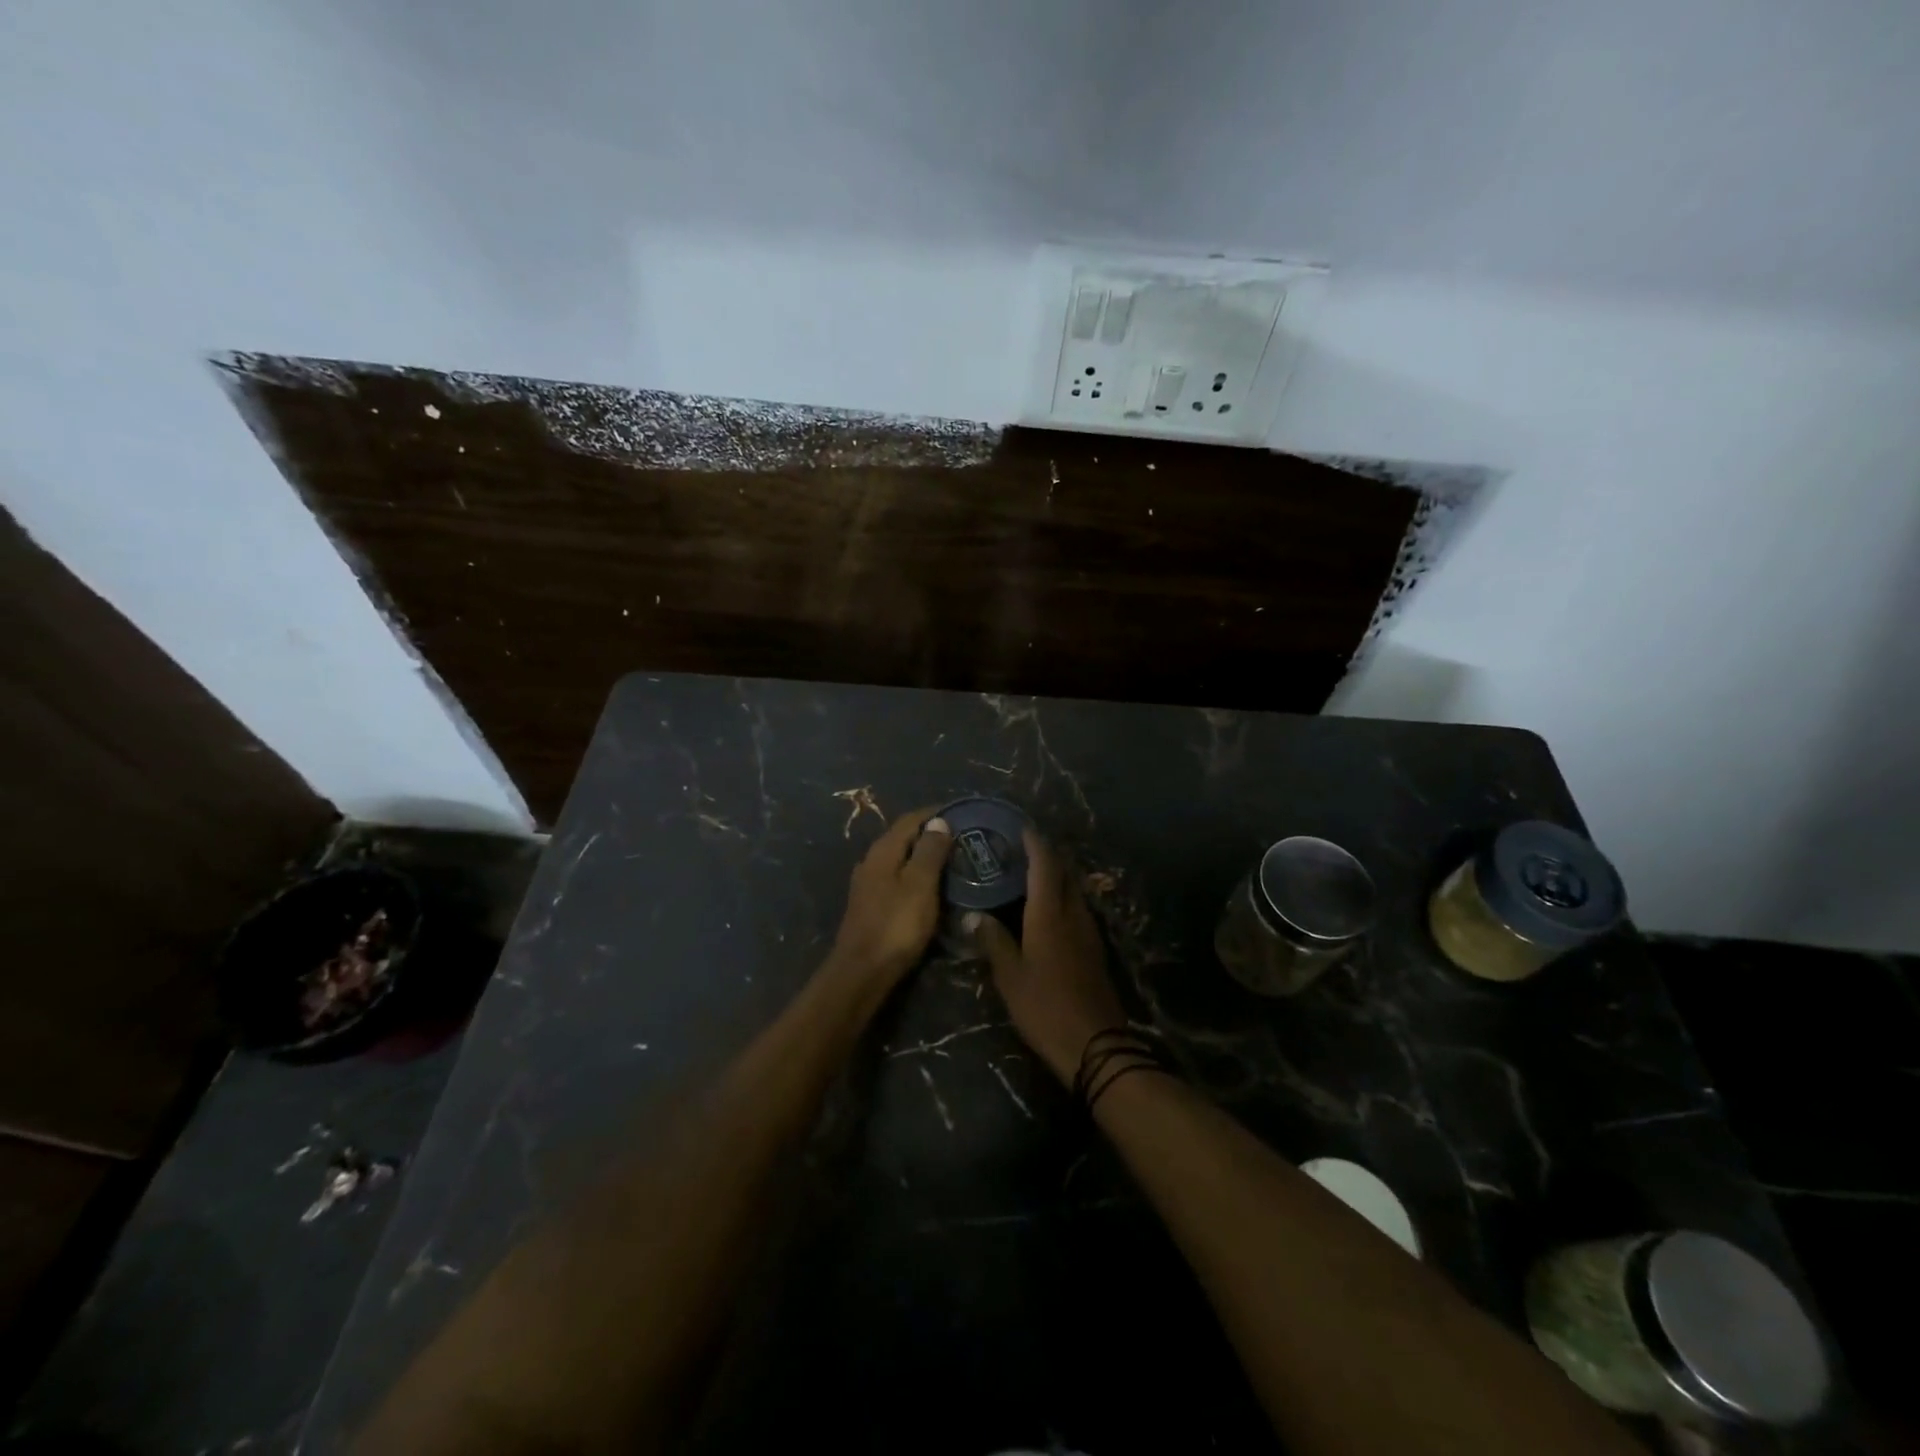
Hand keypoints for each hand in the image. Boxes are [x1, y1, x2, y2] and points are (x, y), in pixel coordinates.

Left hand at [827, 808, 953, 986]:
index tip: (962, 813)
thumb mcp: (920, 885)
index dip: (935, 813)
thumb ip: (930, 852)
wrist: (862, 973)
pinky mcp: (869, 906)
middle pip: (903, 838)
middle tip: (962, 838)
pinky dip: (915, 876)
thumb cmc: (896, 926)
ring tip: (951, 862)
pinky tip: (930, 888)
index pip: (910, 820)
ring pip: (899, 860)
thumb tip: (938, 821)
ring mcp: (867, 885)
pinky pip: (896, 879)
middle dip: (931, 834)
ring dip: (923, 856)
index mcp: (883, 851)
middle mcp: (871, 862)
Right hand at [967, 832, 1128, 1084]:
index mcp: (1050, 915)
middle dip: (1047, 856)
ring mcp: (1089, 933)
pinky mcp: (1094, 951)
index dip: (1035, 844)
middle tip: (1024, 849)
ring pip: (1074, 892)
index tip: (1022, 827)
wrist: (1095, 1046)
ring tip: (1033, 874)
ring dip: (1058, 877)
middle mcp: (1073, 916)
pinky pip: (1078, 910)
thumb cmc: (1045, 1007)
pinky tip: (1050, 910)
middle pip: (1065, 874)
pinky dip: (1063, 898)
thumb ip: (994, 942)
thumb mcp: (1010, 977)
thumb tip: (975, 915)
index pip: (1045, 867)